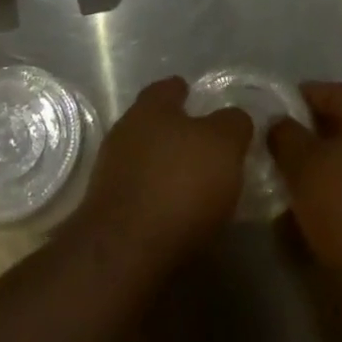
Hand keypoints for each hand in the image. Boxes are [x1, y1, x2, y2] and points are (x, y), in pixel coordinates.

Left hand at [73, 77, 252, 268]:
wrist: (124, 254)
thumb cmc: (179, 184)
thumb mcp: (224, 145)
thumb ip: (233, 124)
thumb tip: (234, 119)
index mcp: (151, 107)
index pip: (168, 87)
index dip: (186, 92)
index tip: (201, 99)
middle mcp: (125, 132)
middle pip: (154, 123)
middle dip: (176, 132)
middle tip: (206, 145)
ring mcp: (110, 174)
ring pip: (145, 159)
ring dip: (166, 168)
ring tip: (195, 184)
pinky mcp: (107, 213)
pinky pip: (139, 194)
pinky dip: (157, 199)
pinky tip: (176, 213)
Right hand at [268, 83, 341, 302]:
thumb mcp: (303, 167)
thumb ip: (286, 136)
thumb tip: (280, 123)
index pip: (335, 92)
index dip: (302, 97)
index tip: (275, 111)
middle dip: (314, 131)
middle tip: (282, 145)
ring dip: (329, 162)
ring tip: (297, 177)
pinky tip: (323, 206)